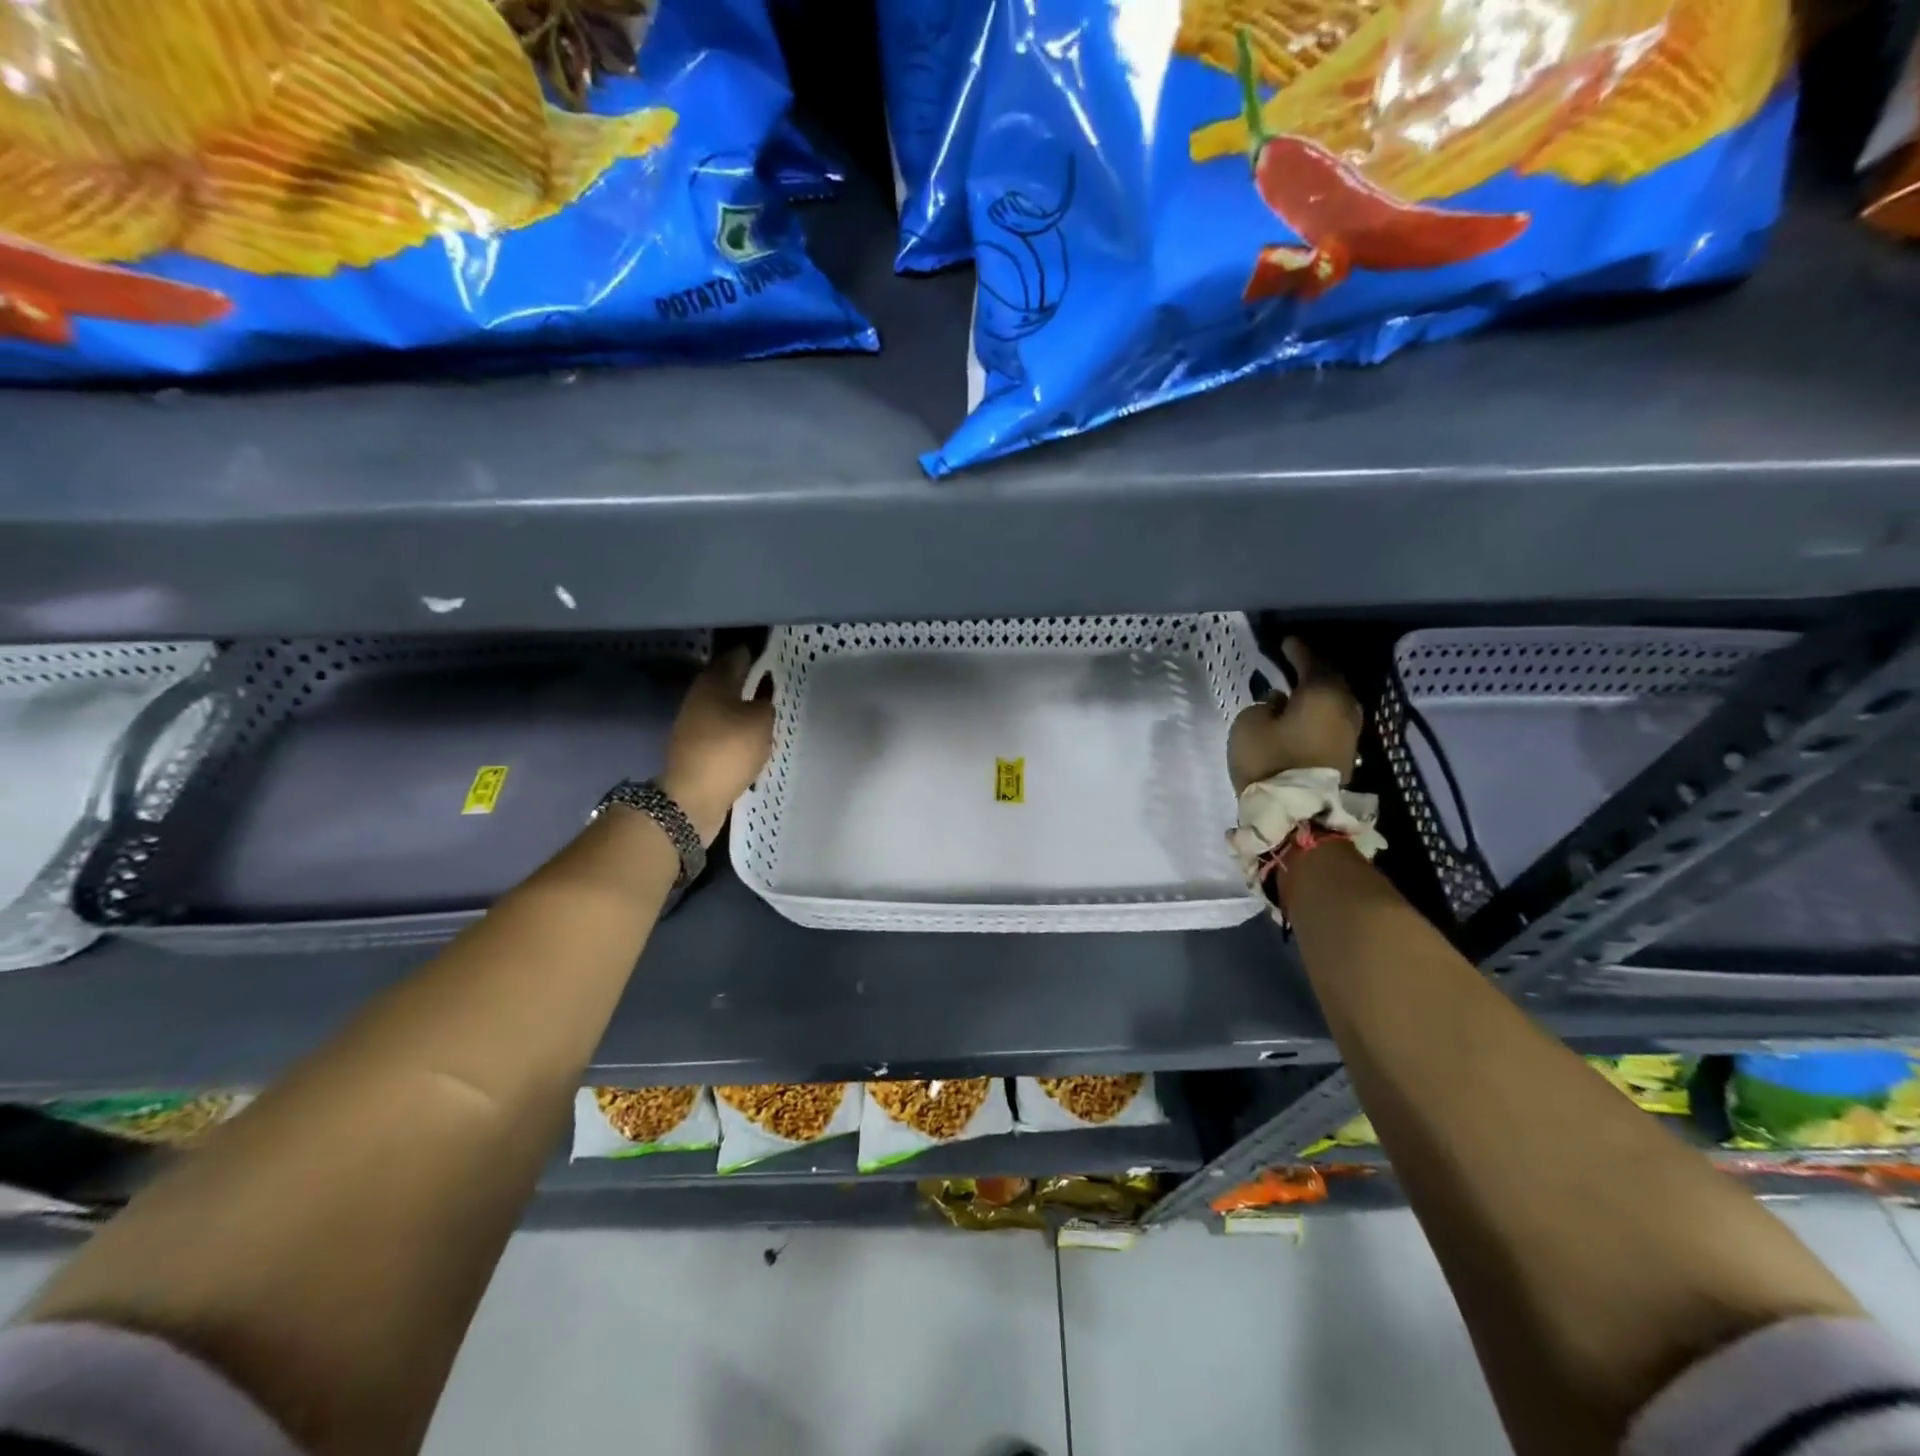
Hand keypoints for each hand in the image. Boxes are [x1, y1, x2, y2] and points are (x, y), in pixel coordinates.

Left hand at [661, 646, 774, 844]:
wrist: (693, 796)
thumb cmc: (728, 750)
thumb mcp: (760, 722)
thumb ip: (765, 705)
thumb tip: (761, 701)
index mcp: (713, 682)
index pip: (735, 657)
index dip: (752, 653)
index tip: (770, 652)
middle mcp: (700, 697)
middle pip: (726, 681)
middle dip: (746, 678)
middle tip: (771, 678)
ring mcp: (694, 723)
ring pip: (723, 706)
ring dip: (741, 705)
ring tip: (765, 708)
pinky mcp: (696, 748)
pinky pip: (722, 730)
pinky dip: (735, 728)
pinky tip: (751, 735)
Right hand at [1227, 637, 1363, 792]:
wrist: (1296, 815)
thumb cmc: (1269, 760)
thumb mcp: (1249, 724)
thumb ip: (1263, 705)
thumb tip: (1278, 703)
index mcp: (1323, 693)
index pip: (1311, 661)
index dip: (1296, 650)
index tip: (1284, 642)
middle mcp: (1344, 708)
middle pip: (1328, 681)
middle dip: (1311, 671)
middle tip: (1291, 664)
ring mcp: (1349, 733)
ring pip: (1333, 703)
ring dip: (1315, 695)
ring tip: (1294, 691)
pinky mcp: (1345, 755)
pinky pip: (1331, 722)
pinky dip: (1317, 714)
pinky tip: (1300, 716)